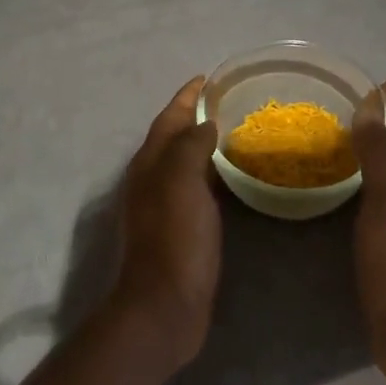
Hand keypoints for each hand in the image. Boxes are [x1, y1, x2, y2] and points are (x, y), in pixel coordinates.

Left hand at [108, 76, 221, 372]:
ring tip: (235, 132)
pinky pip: (196, 188)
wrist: (164, 307)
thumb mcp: (182, 182)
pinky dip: (211, 173)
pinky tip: (232, 178)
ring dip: (203, 144)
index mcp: (149, 164)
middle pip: (173, 137)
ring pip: (184, 163)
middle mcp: (151, 180)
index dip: (187, 96)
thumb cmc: (174, 238)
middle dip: (195, 116)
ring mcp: (163, 206)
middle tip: (229, 102)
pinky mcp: (179, 230)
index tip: (209, 78)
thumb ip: (191, 146)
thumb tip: (205, 123)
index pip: (169, 118)